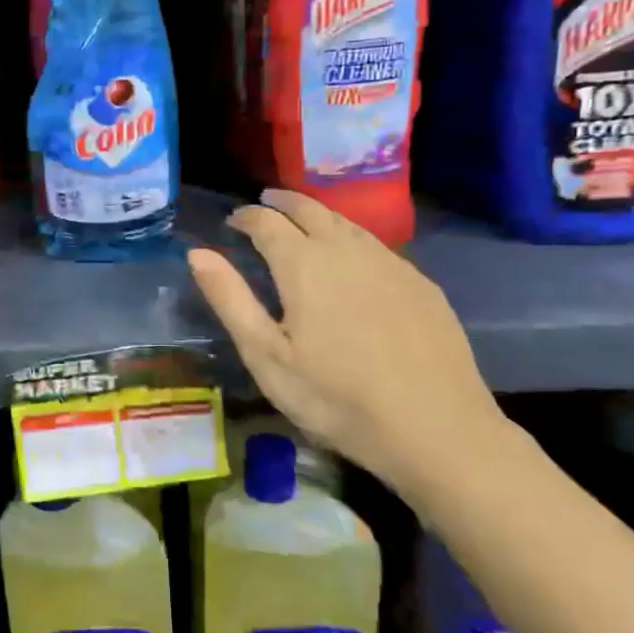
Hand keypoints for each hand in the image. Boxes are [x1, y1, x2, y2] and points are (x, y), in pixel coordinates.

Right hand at [187, 189, 503, 497]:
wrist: (436, 429)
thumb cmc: (335, 398)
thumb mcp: (266, 356)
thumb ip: (230, 299)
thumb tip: (197, 252)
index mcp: (304, 264)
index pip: (267, 222)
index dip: (246, 217)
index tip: (232, 222)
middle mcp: (347, 250)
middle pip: (310, 209)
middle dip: (283, 202)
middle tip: (265, 203)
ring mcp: (390, 264)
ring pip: (347, 222)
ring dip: (318, 215)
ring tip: (303, 221)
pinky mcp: (421, 284)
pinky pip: (376, 245)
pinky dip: (351, 238)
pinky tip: (351, 259)